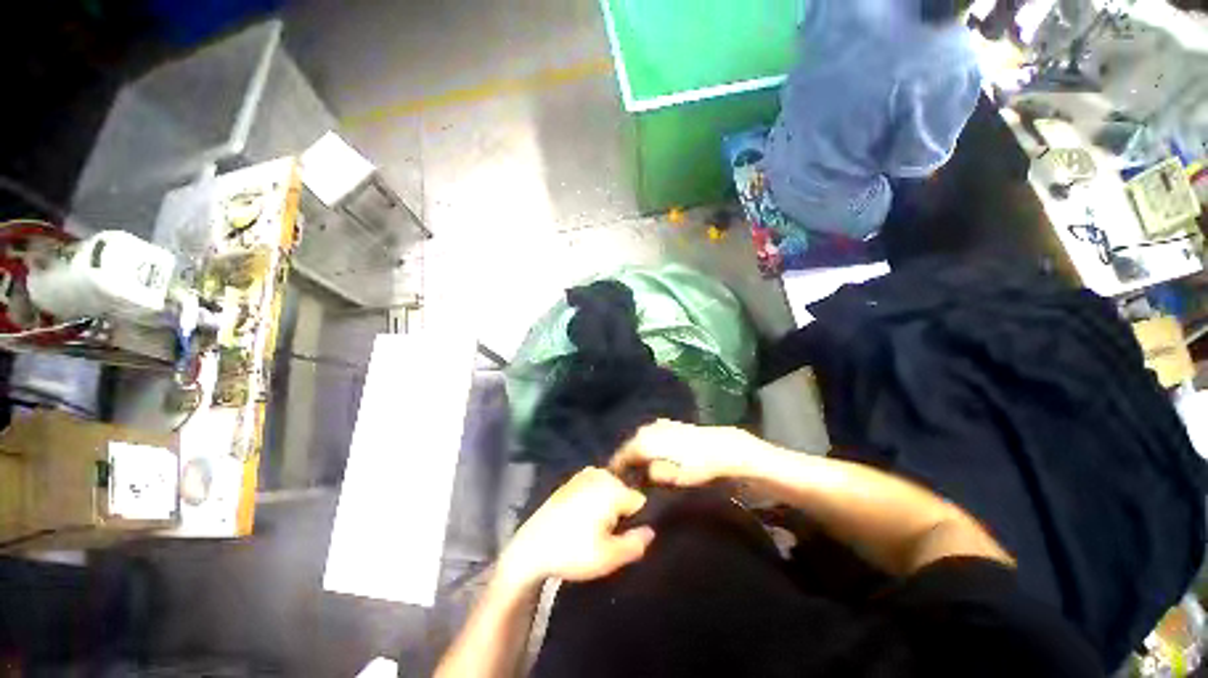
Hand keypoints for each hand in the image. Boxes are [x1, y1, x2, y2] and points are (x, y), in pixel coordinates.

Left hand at [498, 468, 654, 589]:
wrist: (531, 547)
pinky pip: (596, 486)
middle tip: (605, 534)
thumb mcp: (609, 557)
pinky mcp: (573, 479)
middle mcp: (601, 473)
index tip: (622, 535)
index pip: (640, 501)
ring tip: (592, 528)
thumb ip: (636, 544)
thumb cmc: (572, 552)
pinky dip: (595, 498)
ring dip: (608, 505)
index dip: (635, 520)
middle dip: (621, 511)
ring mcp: (585, 473)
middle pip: (625, 492)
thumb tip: (651, 530)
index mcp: (613, 488)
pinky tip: (582, 517)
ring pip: (611, 489)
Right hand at [610, 420, 756, 487]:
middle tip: (627, 480)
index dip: (616, 472)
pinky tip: (653, 456)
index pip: (620, 458)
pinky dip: (647, 447)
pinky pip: (649, 437)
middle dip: (626, 463)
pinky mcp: (667, 424)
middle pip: (628, 448)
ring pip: (638, 441)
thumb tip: (636, 479)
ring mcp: (656, 425)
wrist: (720, 447)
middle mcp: (645, 430)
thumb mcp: (670, 478)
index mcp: (642, 442)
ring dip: (637, 455)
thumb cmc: (694, 466)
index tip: (615, 484)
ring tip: (639, 470)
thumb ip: (648, 477)